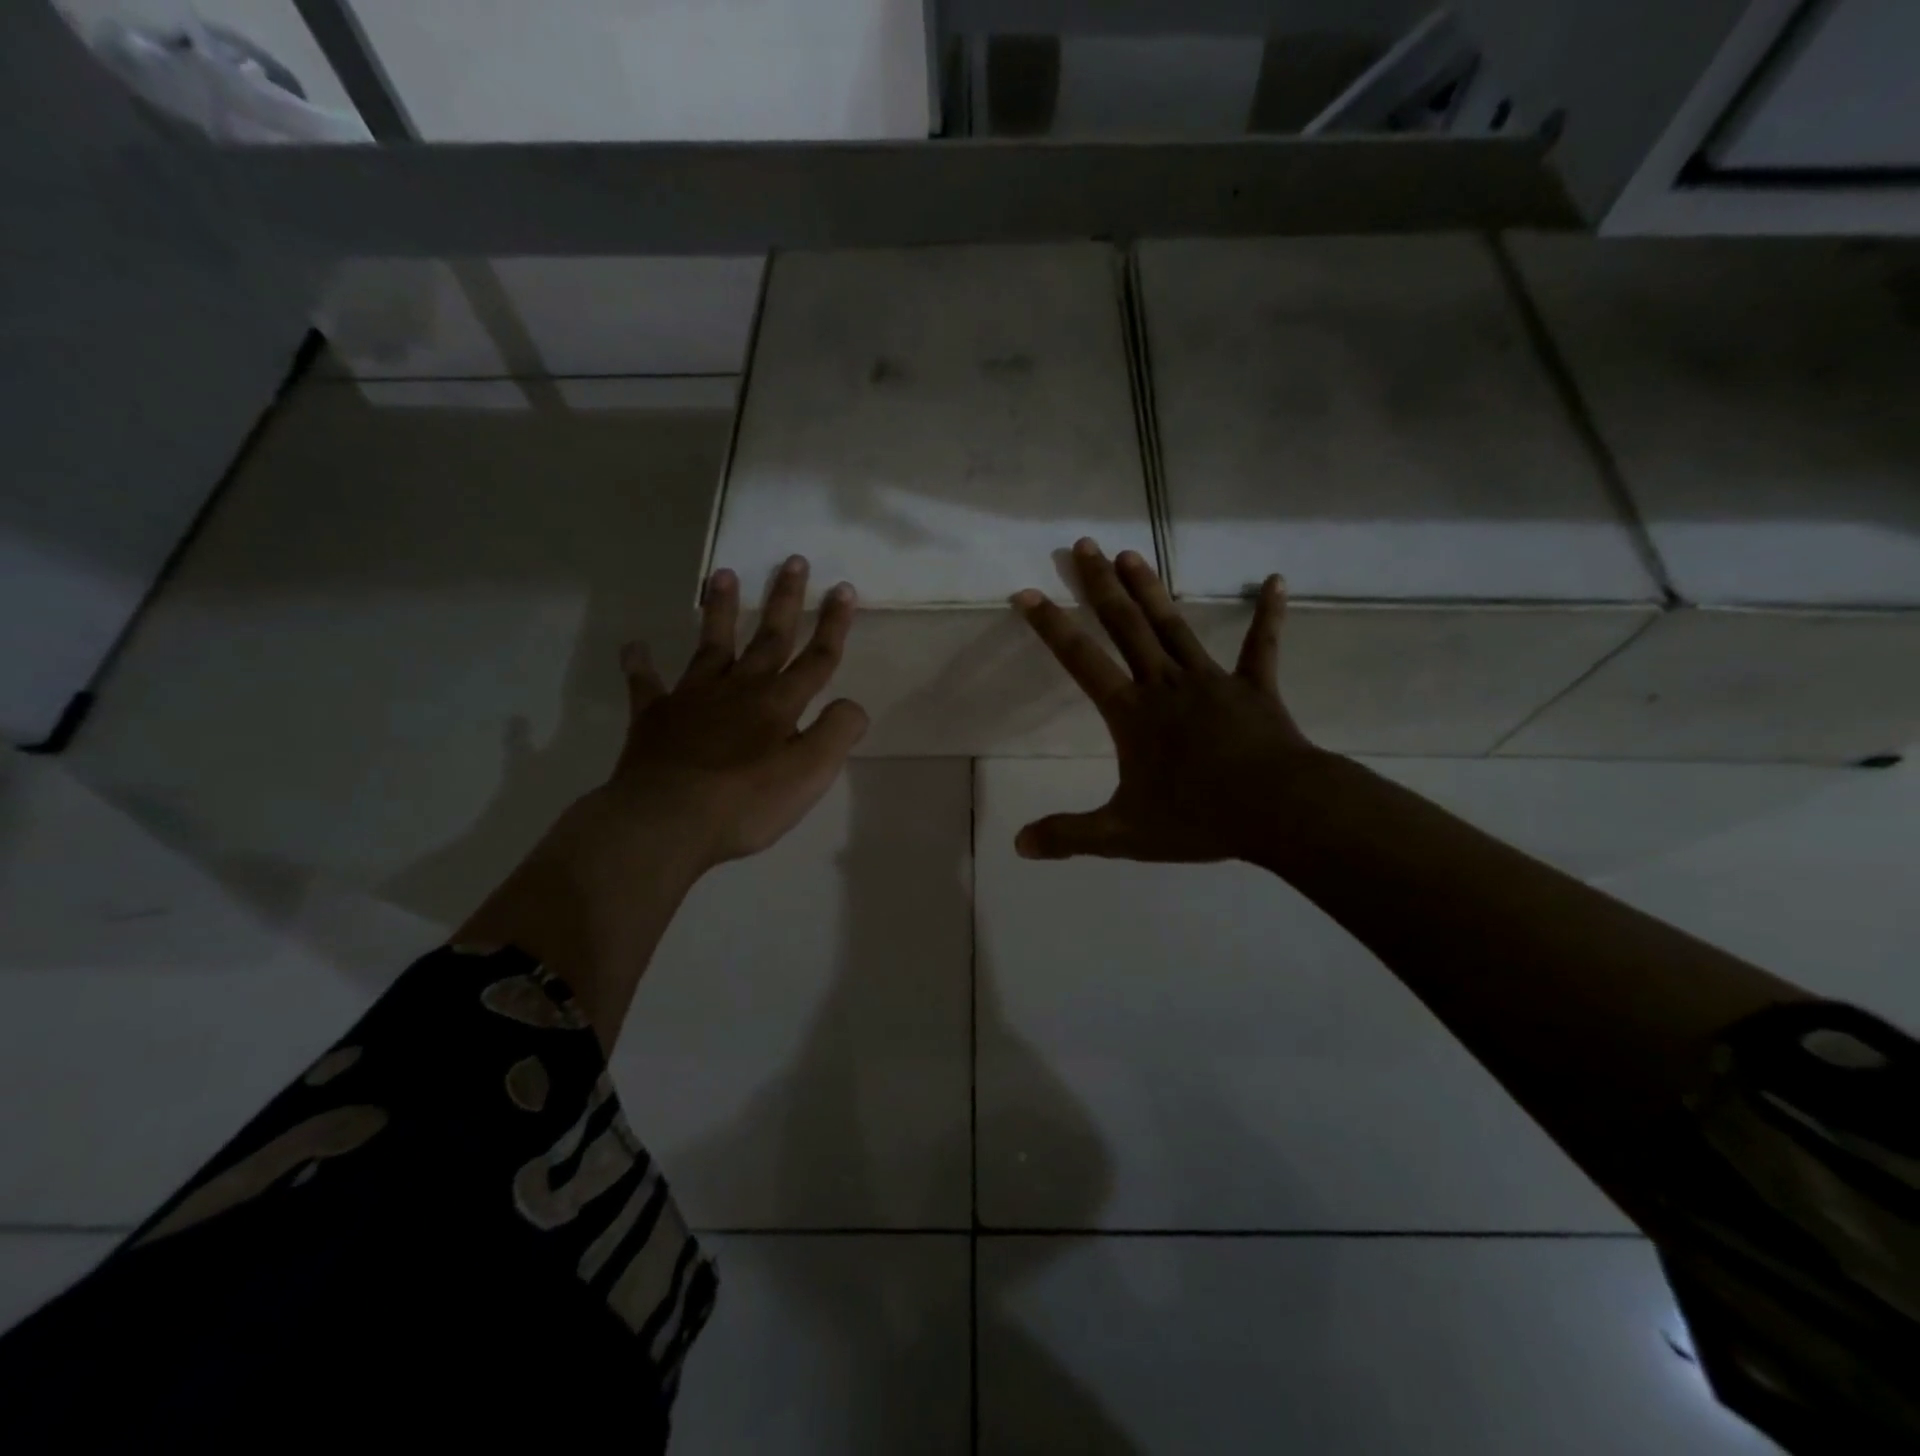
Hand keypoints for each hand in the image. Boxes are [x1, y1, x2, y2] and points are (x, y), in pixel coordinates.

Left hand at [603, 555, 868, 870]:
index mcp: (779, 704)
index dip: (833, 625)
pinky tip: (634, 646)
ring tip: (722, 573)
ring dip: (719, 610)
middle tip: (793, 561)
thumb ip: (837, 733)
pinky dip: (641, 664)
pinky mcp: (655, 717)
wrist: (667, 821)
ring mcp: (693, 699)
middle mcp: (739, 689)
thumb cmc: (746, 803)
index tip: (844, 588)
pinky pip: (647, 685)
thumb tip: (852, 705)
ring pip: (712, 645)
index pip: (816, 658)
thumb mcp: (810, 774)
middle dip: (784, 600)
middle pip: (768, 638)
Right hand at [1011, 538, 1324, 862]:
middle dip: (1100, 586)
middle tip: (1084, 545)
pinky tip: (1277, 581)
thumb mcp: (1123, 834)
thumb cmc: (1196, 818)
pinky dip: (1269, 615)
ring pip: (1174, 626)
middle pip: (1125, 626)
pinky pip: (1261, 647)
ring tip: (1132, 553)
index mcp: (1131, 714)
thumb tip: (1019, 846)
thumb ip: (1069, 836)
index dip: (1051, 627)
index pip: (1081, 661)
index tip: (1027, 593)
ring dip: (1152, 589)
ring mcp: (1211, 681)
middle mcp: (1164, 684)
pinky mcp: (1254, 688)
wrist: (1276, 810)